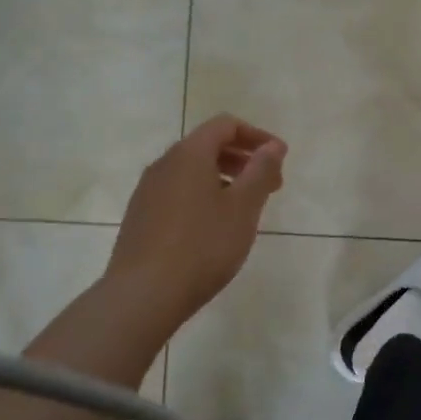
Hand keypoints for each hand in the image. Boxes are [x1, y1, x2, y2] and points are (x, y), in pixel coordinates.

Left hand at [105, 114, 286, 333]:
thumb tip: (273, 146)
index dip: (257, 136)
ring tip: (245, 209)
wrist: (143, 294)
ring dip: (223, 179)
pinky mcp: (140, 217)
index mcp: (189, 154)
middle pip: (207, 146)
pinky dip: (203, 196)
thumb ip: (261, 172)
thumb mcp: (243, 208)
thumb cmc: (202, 246)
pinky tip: (213, 228)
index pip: (225, 125)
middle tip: (270, 185)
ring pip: (191, 171)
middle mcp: (164, 164)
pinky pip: (177, 193)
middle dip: (242, 159)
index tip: (280, 159)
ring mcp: (147, 191)